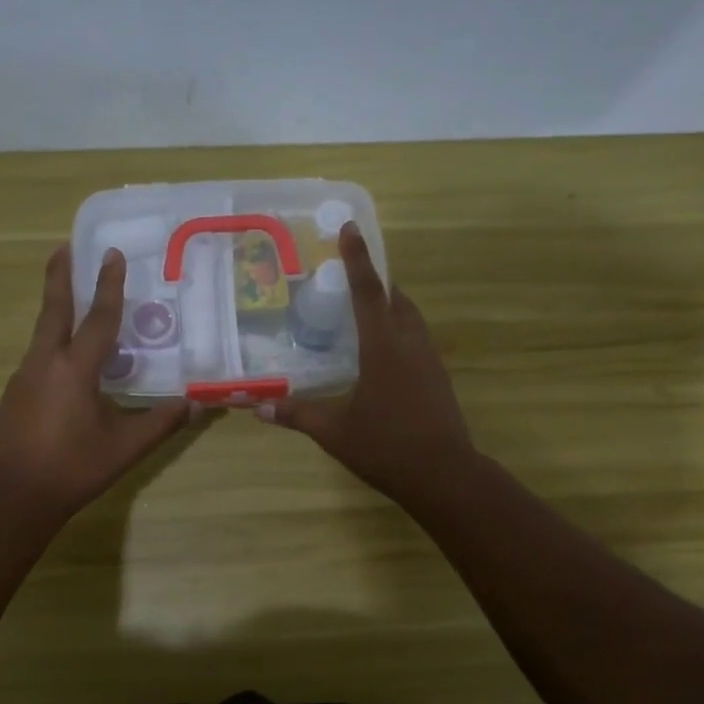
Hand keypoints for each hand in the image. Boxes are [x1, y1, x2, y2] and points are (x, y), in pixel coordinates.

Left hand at [0, 246, 189, 524]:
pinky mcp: (15, 395)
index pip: (98, 319)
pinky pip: (38, 355)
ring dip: (56, 308)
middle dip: (60, 277)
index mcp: (74, 369)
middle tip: (63, 247)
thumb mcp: (125, 447)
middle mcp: (45, 363)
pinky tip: (64, 357)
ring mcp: (25, 377)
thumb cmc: (73, 468)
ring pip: (42, 332)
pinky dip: (53, 341)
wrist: (13, 497)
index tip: (112, 254)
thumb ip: (161, 422)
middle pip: (54, 310)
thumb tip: (196, 405)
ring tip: (70, 296)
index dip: (109, 286)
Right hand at [257, 222, 474, 509]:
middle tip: (349, 275)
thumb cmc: (386, 447)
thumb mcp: (335, 433)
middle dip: (374, 281)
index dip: (357, 259)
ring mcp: (429, 360)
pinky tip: (384, 351)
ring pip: (410, 318)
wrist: (444, 475)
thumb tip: (259, 408)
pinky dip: (399, 329)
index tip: (350, 227)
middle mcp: (410, 344)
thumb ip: (298, 415)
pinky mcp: (438, 377)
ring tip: (365, 309)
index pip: (368, 292)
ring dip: (390, 305)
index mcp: (383, 347)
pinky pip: (417, 338)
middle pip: (395, 299)